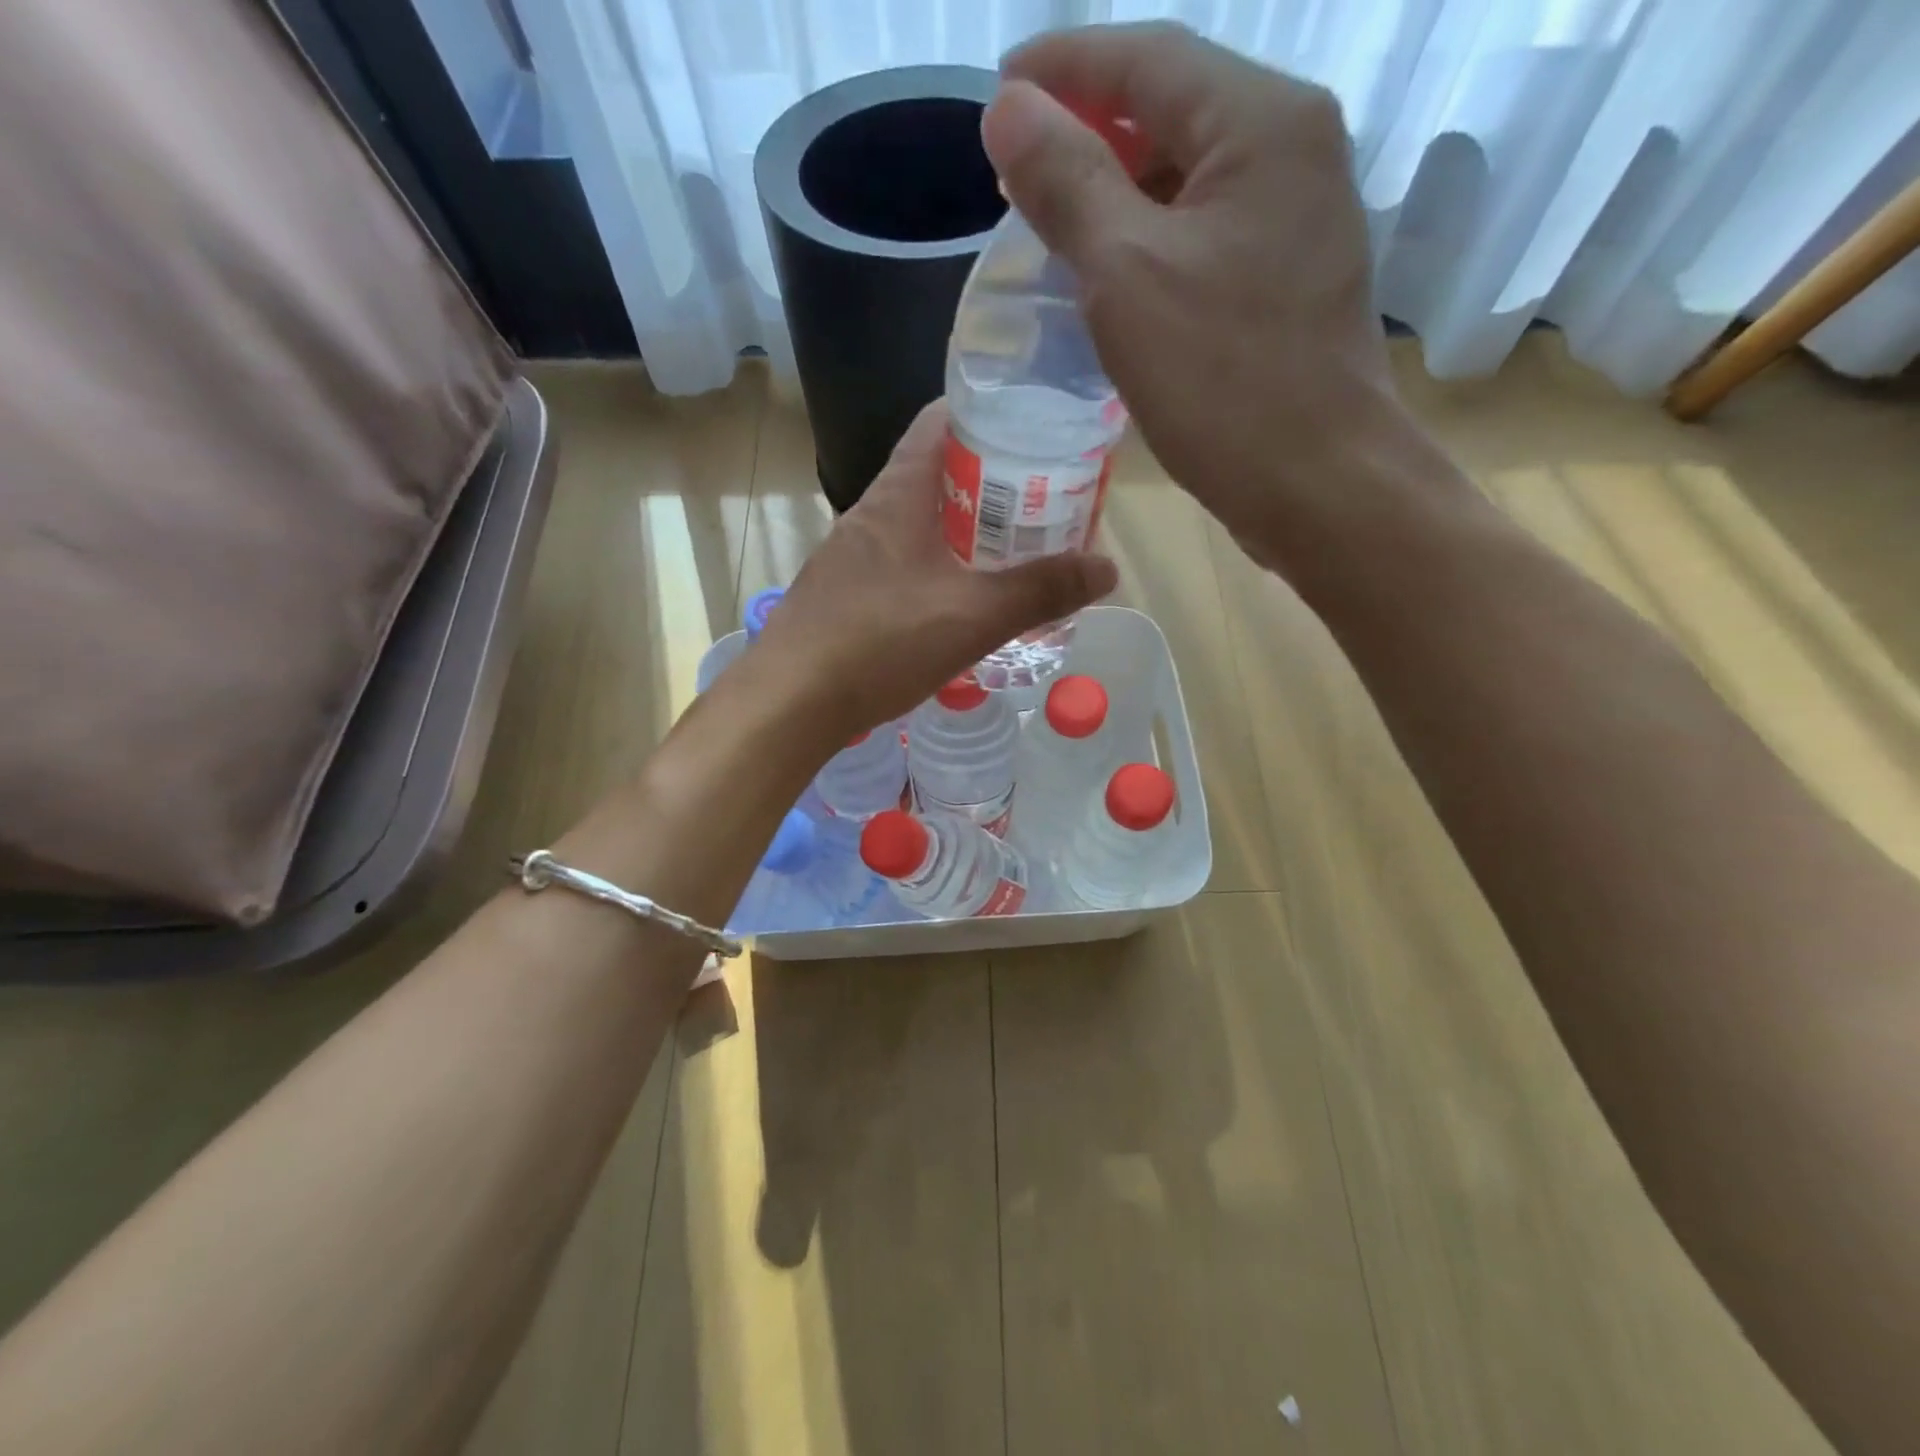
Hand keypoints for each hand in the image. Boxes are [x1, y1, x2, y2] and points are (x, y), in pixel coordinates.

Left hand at [754, 402, 1117, 737]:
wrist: (788, 703)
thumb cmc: (880, 643)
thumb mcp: (972, 616)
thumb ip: (1040, 591)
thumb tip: (1107, 567)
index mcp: (899, 495)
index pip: (941, 422)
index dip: (989, 415)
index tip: (1036, 429)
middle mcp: (870, 515)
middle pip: (935, 474)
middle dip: (989, 482)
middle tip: (1041, 503)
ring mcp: (851, 558)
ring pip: (917, 526)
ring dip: (962, 532)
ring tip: (1010, 554)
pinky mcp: (842, 598)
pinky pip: (900, 567)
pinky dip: (936, 571)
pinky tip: (957, 605)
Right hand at [982, 23, 1414, 576]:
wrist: (1316, 482)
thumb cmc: (1222, 381)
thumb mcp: (1126, 276)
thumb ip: (1067, 183)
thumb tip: (1009, 109)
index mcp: (1261, 123)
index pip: (1147, 60)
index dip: (1064, 67)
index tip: (998, 92)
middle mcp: (1294, 151)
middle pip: (1174, 112)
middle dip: (1090, 133)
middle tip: (1019, 169)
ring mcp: (1300, 220)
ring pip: (1190, 180)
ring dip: (1119, 193)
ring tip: (1055, 225)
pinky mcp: (1291, 281)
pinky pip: (1207, 235)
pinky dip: (1152, 242)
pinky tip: (1114, 276)